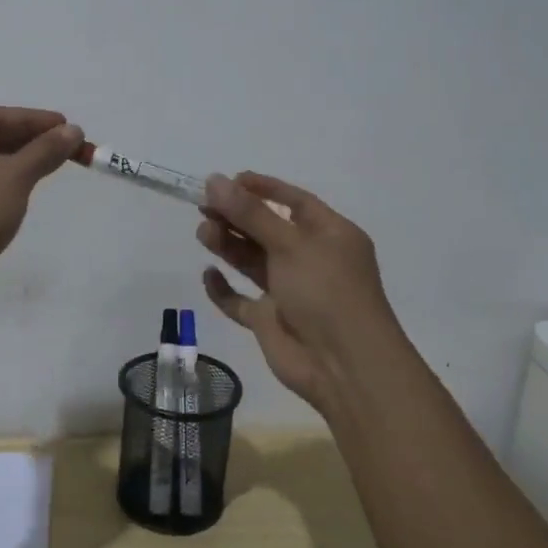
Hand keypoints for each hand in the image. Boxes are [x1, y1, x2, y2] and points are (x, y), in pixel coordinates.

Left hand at [0, 107, 83, 313]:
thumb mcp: (13, 177)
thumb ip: (44, 151)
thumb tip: (73, 131)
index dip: (34, 120)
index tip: (68, 126)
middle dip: (30, 140)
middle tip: (67, 146)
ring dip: (20, 162)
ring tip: (54, 164)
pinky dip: (6, 183)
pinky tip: (28, 188)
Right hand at [196, 173, 400, 412]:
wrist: (344, 366)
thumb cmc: (326, 292)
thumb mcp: (290, 244)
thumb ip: (250, 214)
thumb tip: (213, 180)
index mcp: (330, 235)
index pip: (294, 202)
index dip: (262, 188)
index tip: (227, 181)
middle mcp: (310, 259)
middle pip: (267, 229)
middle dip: (237, 216)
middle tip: (203, 207)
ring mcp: (290, 291)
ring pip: (252, 260)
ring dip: (228, 244)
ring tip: (203, 233)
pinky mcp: (270, 320)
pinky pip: (240, 300)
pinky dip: (223, 288)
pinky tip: (208, 275)